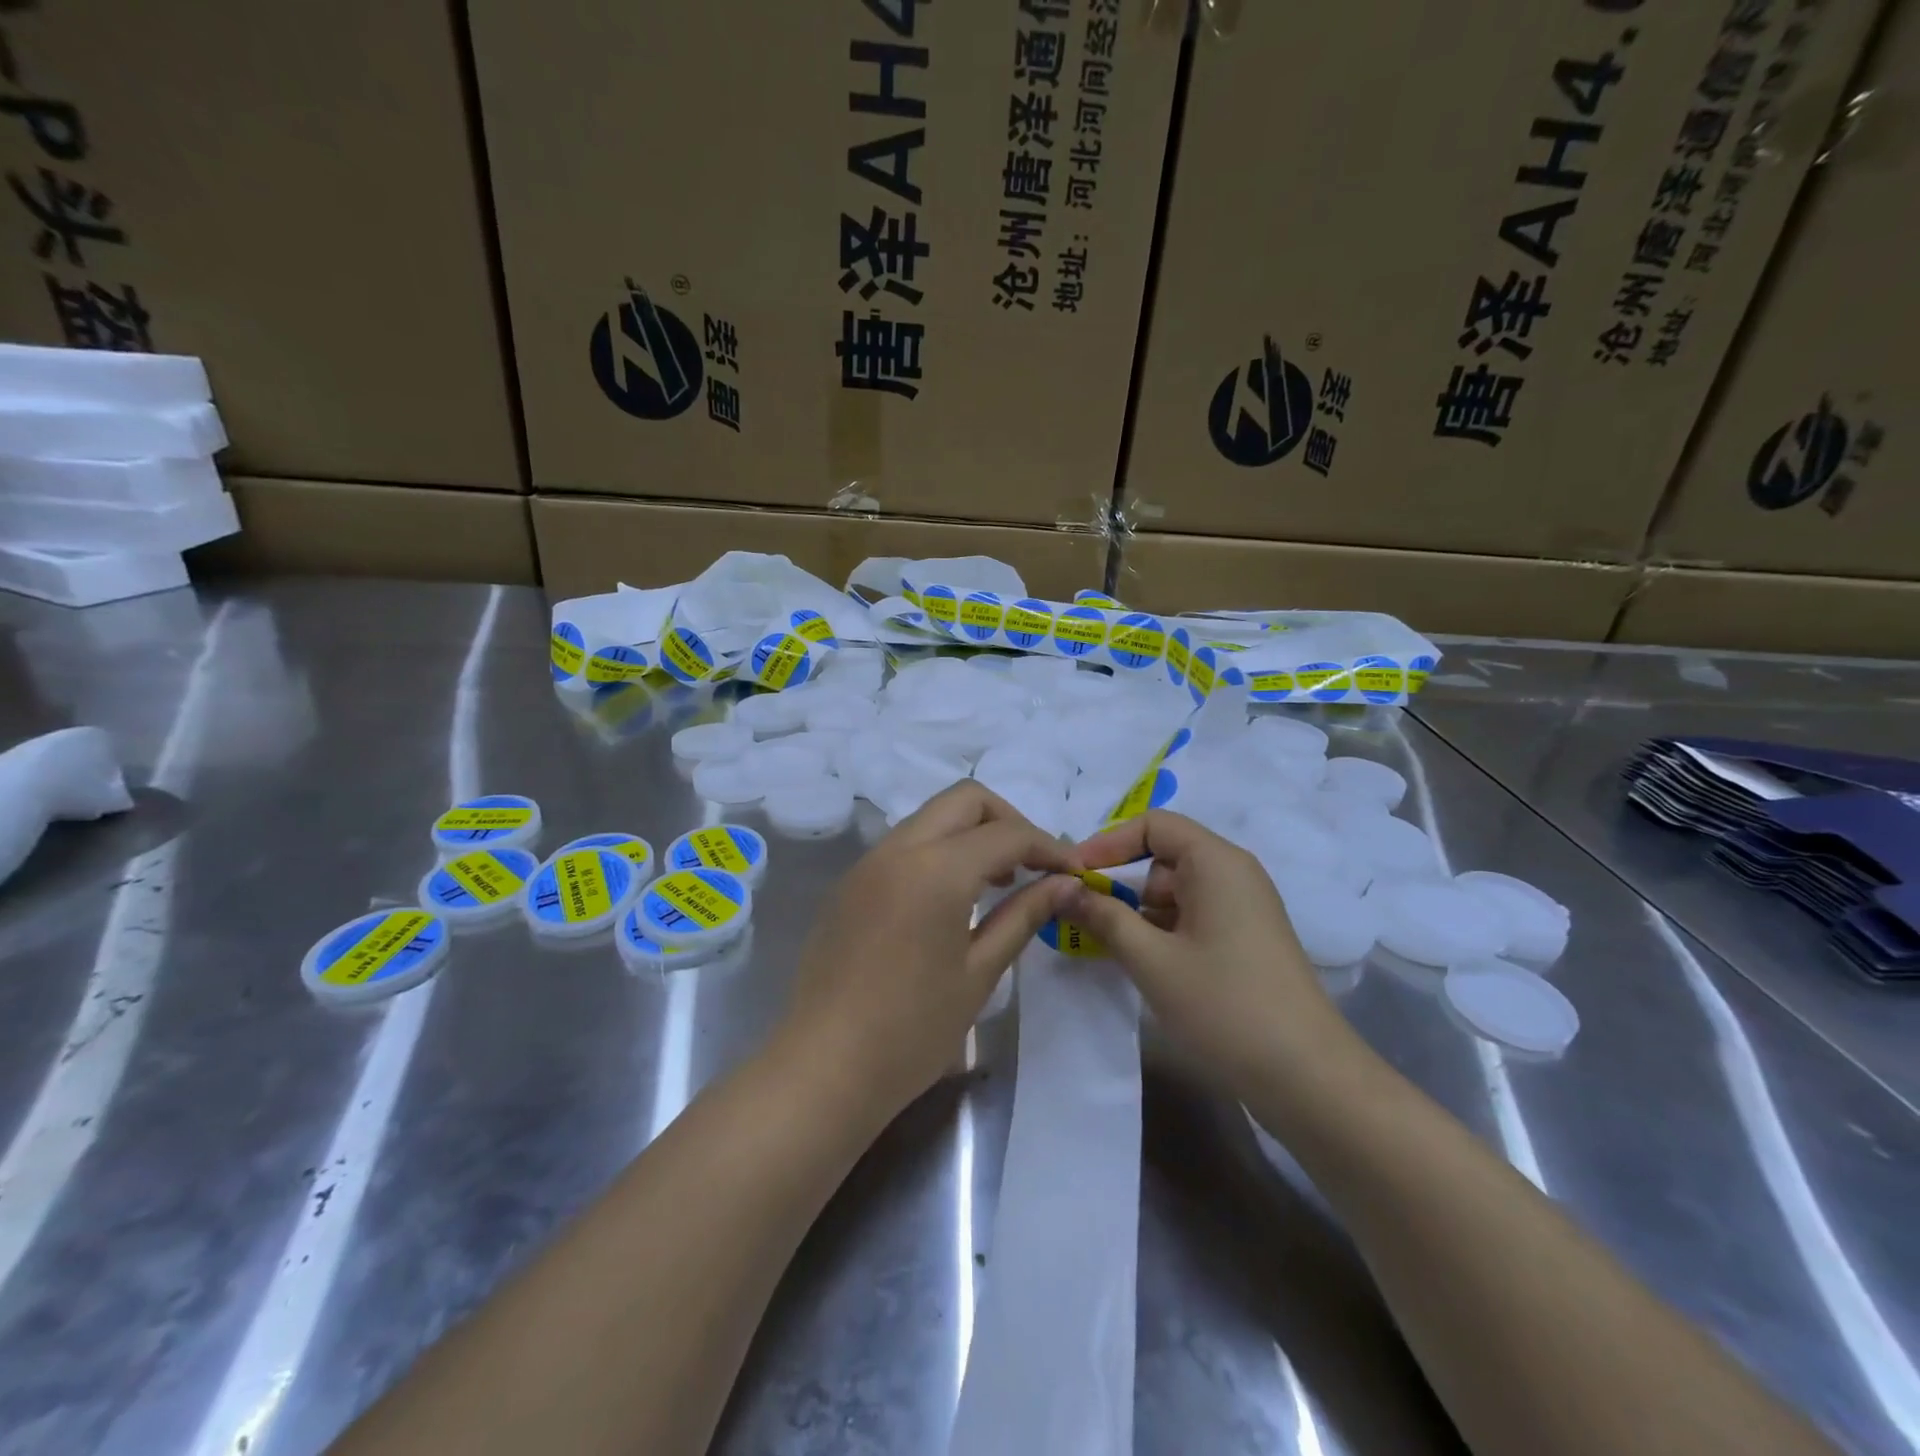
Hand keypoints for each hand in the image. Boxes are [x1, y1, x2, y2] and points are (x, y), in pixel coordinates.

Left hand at [774, 782, 1078, 1121]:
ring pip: (931, 817)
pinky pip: (904, 844)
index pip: (1007, 833)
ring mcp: (867, 862)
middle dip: (1008, 821)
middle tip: (1033, 866)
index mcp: (936, 869)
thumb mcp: (979, 973)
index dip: (1049, 846)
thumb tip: (1066, 884)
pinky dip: (939, 851)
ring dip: (971, 833)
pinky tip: (952, 898)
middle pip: (964, 800)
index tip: (1073, 872)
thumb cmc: (912, 1030)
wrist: (824, 1068)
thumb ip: (1024, 915)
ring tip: (999, 881)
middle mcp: (898, 849)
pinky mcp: (850, 883)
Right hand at [1068, 810, 1355, 1095]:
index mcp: (1216, 862)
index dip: (1108, 842)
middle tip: (1080, 914)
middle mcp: (1233, 873)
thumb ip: (1104, 917)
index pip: (1153, 824)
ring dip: (1138, 911)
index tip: (1072, 874)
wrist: (1306, 1076)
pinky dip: (1161, 929)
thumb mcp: (1151, 960)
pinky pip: (1192, 915)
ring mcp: (1243, 907)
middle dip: (1120, 882)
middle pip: (1163, 856)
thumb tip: (1064, 888)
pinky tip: (1140, 961)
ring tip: (1103, 943)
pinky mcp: (1245, 938)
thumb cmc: (1223, 1005)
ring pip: (1175, 890)